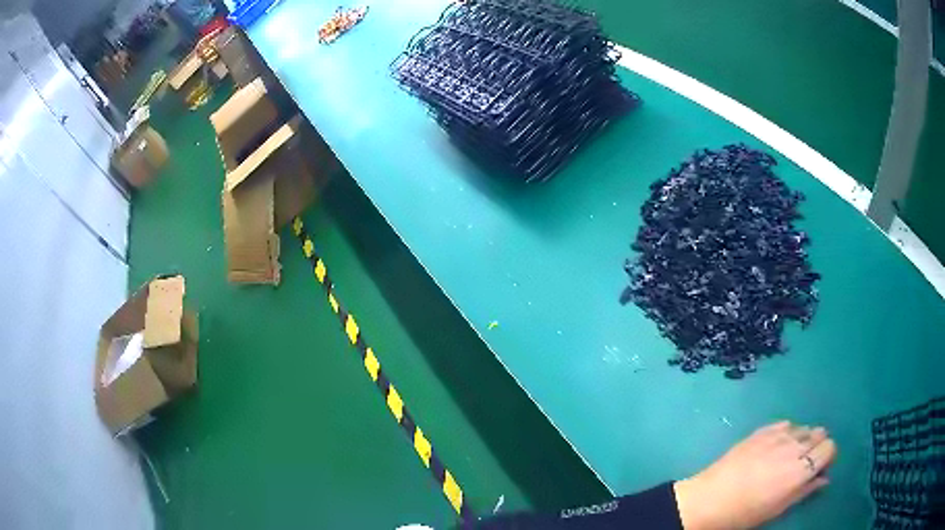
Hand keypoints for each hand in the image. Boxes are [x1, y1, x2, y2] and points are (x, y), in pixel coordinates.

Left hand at [673, 421, 836, 529]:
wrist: (709, 500)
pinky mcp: (762, 430)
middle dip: (817, 446)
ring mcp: (778, 436)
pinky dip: (786, 433)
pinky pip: (785, 425)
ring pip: (804, 428)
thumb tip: (824, 478)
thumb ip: (805, 490)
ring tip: (787, 457)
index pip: (830, 447)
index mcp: (801, 470)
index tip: (818, 468)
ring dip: (802, 439)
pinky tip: (774, 447)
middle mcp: (794, 447)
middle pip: (820, 434)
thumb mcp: (778, 508)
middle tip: (804, 463)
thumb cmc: (744, 513)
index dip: (826, 457)